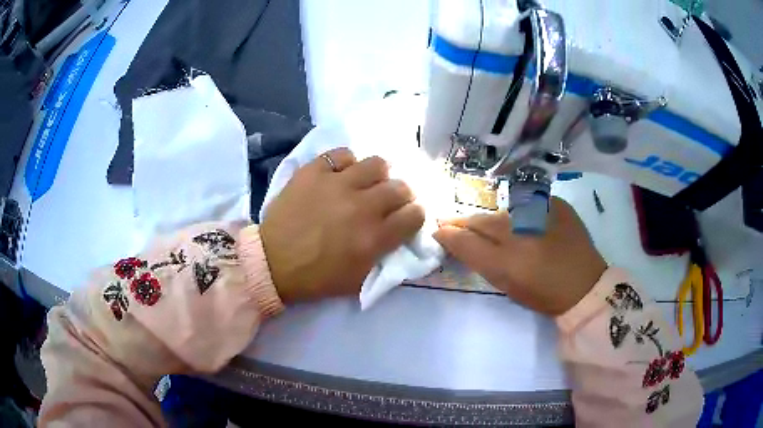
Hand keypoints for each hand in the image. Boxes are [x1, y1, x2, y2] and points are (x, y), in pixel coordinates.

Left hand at [261, 148, 424, 303]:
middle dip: (401, 194)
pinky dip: (345, 163)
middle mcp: (362, 206)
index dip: (414, 215)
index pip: (415, 214)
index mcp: (375, 237)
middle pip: (401, 186)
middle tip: (387, 200)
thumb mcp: (358, 280)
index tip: (406, 217)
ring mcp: (337, 184)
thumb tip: (398, 233)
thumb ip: (384, 256)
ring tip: (365, 183)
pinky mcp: (314, 171)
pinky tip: (339, 174)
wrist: (273, 262)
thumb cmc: (316, 277)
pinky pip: (341, 154)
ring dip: (377, 175)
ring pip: (377, 163)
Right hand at [434, 197, 606, 314]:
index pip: (467, 242)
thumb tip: (457, 240)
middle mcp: (523, 233)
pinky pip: (526, 204)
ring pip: (503, 211)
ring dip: (492, 219)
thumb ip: (480, 261)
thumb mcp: (508, 285)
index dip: (449, 234)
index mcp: (508, 263)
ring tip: (488, 226)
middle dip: (465, 222)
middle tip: (454, 223)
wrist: (585, 286)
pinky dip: (518, 213)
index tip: (439, 230)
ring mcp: (541, 214)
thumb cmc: (544, 294)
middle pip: (482, 221)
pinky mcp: (556, 204)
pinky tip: (521, 222)